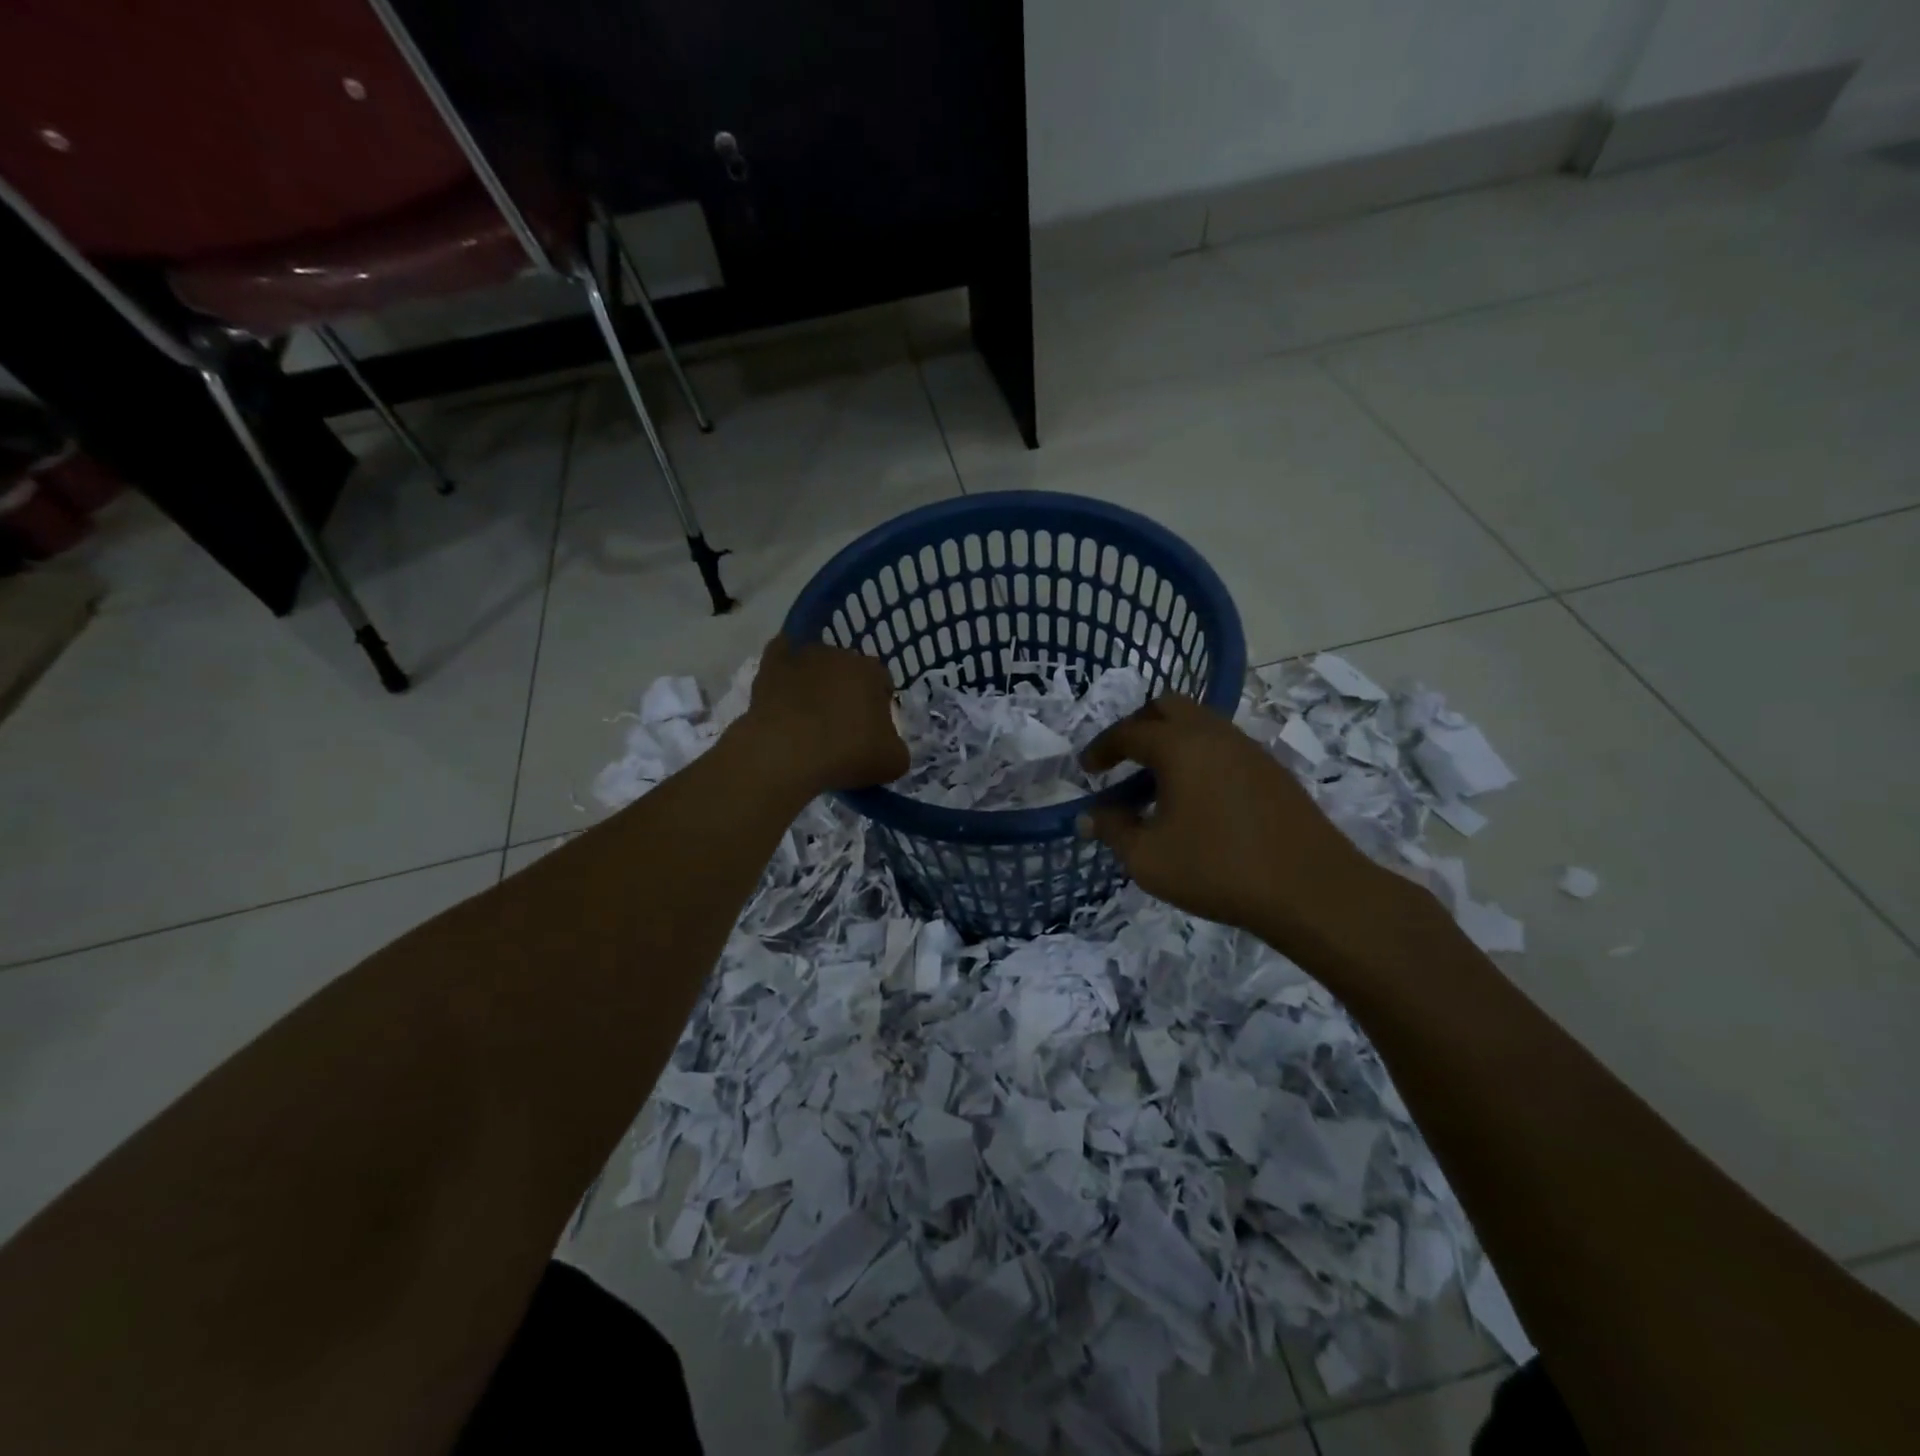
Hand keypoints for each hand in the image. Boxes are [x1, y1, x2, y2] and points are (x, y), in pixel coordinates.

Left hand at [734, 635, 908, 794]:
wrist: (784, 754)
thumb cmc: (845, 754)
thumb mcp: (892, 762)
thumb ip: (897, 747)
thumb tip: (887, 744)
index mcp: (872, 671)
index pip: (882, 683)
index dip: (879, 707)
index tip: (871, 732)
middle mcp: (839, 654)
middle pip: (849, 672)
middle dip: (847, 692)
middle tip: (840, 726)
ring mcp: (802, 656)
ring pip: (816, 666)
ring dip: (816, 684)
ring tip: (808, 718)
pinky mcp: (769, 664)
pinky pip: (781, 658)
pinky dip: (785, 671)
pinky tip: (783, 692)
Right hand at [1079, 694, 1393, 956]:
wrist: (1310, 891)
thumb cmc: (1217, 869)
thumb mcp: (1148, 859)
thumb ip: (1113, 830)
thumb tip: (1090, 816)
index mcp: (1180, 747)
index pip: (1129, 731)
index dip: (1102, 748)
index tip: (1086, 769)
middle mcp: (1214, 735)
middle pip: (1168, 707)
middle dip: (1138, 727)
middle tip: (1124, 760)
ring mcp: (1248, 749)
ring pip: (1200, 723)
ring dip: (1171, 742)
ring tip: (1157, 784)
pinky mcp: (1271, 770)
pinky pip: (1223, 746)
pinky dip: (1198, 757)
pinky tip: (1197, 799)